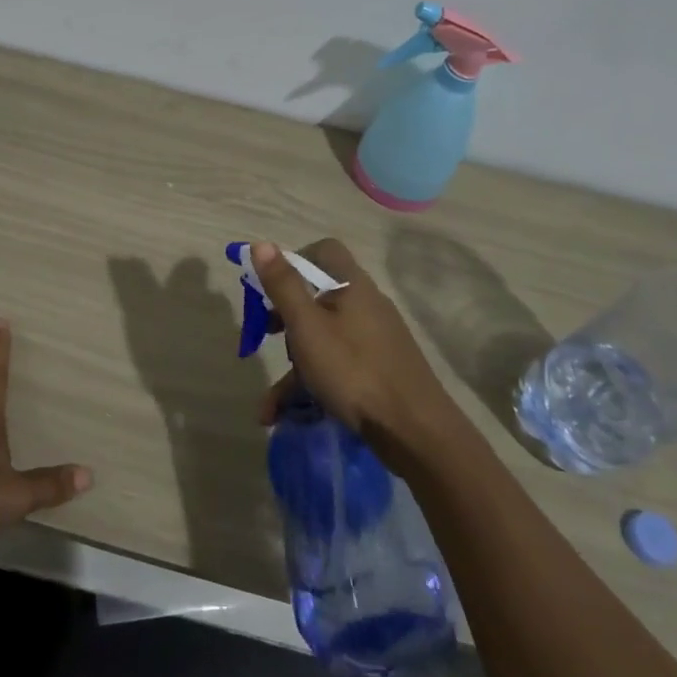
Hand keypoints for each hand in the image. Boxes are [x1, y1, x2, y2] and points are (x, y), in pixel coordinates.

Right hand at [252, 240, 460, 463]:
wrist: (415, 432)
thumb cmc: (354, 370)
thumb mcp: (307, 327)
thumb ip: (283, 285)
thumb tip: (261, 243)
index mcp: (353, 285)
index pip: (323, 251)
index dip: (294, 261)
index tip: (270, 287)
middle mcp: (366, 305)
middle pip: (318, 297)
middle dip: (284, 319)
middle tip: (261, 336)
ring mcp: (374, 340)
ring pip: (323, 339)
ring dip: (292, 367)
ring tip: (268, 406)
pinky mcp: (378, 370)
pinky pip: (336, 367)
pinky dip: (311, 385)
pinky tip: (285, 416)